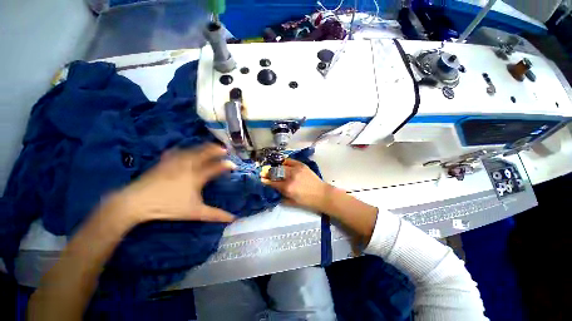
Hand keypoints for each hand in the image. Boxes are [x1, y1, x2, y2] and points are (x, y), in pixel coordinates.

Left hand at [105, 143, 235, 225]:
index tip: (234, 165)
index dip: (226, 165)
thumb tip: (233, 218)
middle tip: (224, 149)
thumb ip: (215, 215)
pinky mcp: (164, 161)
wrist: (136, 201)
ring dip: (203, 147)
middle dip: (216, 150)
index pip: (216, 167)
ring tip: (210, 146)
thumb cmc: (168, 207)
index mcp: (197, 176)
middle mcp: (188, 165)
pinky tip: (184, 150)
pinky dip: (185, 149)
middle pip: (205, 153)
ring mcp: (175, 161)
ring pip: (193, 150)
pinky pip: (177, 151)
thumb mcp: (195, 212)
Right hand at [261, 158, 331, 211]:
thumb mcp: (292, 202)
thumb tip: (273, 189)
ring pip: (282, 166)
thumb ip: (281, 196)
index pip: (273, 182)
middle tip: (264, 172)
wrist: (322, 194)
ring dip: (276, 167)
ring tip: (273, 168)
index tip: (261, 179)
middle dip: (268, 172)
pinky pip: (290, 161)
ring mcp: (296, 169)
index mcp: (287, 188)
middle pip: (275, 172)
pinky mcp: (302, 165)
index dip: (266, 180)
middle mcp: (290, 177)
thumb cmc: (307, 201)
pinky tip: (282, 163)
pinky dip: (285, 162)